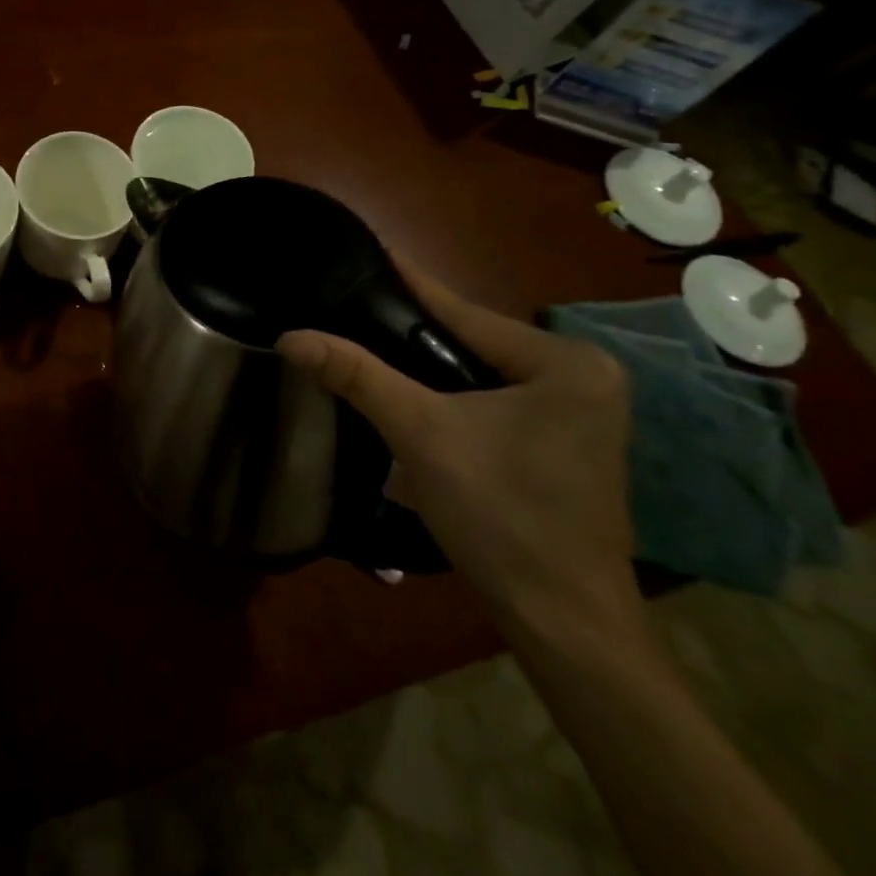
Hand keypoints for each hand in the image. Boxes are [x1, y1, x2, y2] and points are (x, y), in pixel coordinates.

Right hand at [278, 262, 634, 635]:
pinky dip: (454, 400)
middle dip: (412, 336)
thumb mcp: (419, 434)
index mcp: (565, 362)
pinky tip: (412, 399)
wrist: (565, 624)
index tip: (366, 251)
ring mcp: (583, 414)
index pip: (463, 311)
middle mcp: (585, 377)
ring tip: (368, 347)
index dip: (407, 284)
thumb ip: (356, 375)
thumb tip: (291, 336)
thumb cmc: (500, 516)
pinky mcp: (570, 445)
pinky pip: (497, 402)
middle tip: (350, 311)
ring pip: (481, 374)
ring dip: (429, 371)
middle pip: (472, 343)